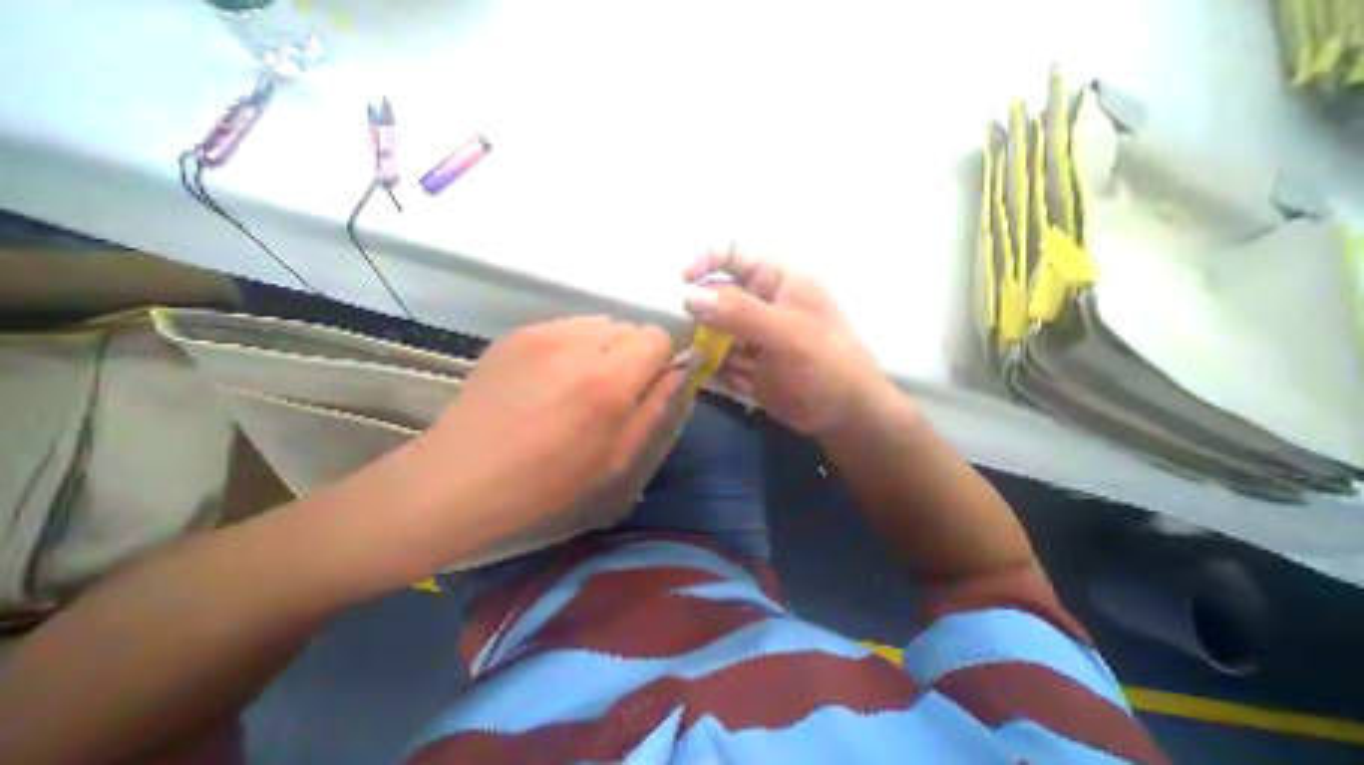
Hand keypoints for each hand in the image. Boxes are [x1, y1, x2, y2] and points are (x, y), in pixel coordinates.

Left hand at [435, 313, 682, 524]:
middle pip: (629, 326)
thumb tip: (678, 371)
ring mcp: (543, 333)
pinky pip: (566, 326)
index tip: (646, 383)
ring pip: (598, 322)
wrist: (463, 477)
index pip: (657, 336)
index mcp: (610, 380)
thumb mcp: (618, 455)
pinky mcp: (517, 333)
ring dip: (602, 346)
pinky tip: (550, 377)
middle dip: (631, 353)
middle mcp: (580, 344)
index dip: (659, 358)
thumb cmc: (550, 479)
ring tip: (578, 381)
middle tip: (610, 389)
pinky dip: (572, 345)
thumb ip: (656, 405)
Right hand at [683, 252, 896, 435]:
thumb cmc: (827, 364)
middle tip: (692, 333)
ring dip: (705, 346)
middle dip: (702, 313)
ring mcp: (753, 338)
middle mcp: (761, 306)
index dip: (708, 260)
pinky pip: (721, 362)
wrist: (844, 415)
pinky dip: (716, 370)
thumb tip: (689, 296)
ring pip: (715, 332)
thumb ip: (739, 313)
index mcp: (777, 283)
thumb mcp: (786, 333)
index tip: (683, 279)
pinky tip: (725, 380)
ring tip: (703, 360)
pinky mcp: (747, 366)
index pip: (736, 256)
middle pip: (718, 298)